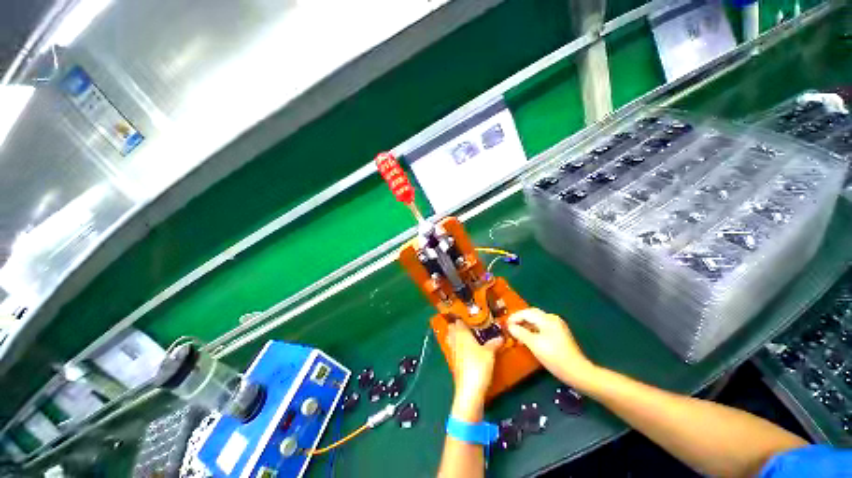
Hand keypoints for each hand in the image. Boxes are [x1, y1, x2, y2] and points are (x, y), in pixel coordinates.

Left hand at [447, 320, 502, 420]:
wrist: (469, 391)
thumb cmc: (478, 366)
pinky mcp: (454, 362)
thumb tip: (501, 336)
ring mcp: (453, 352)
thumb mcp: (489, 353)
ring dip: (456, 336)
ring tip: (467, 335)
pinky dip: (458, 346)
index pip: (458, 321)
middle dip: (457, 325)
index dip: (462, 317)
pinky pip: (454, 349)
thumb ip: (494, 343)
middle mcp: (455, 340)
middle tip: (469, 325)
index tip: (470, 315)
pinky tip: (466, 350)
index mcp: (461, 334)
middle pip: (452, 329)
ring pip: (451, 339)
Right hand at [507, 308, 597, 389]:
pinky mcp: (559, 334)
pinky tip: (528, 337)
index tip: (505, 325)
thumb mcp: (534, 345)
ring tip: (516, 333)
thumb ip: (520, 333)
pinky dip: (533, 329)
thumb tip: (510, 326)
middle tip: (509, 327)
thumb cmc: (555, 357)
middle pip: (532, 314)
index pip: (526, 312)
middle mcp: (552, 319)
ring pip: (536, 320)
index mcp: (547, 319)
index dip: (514, 317)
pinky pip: (542, 326)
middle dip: (520, 319)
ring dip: (526, 325)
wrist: (578, 372)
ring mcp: (557, 326)